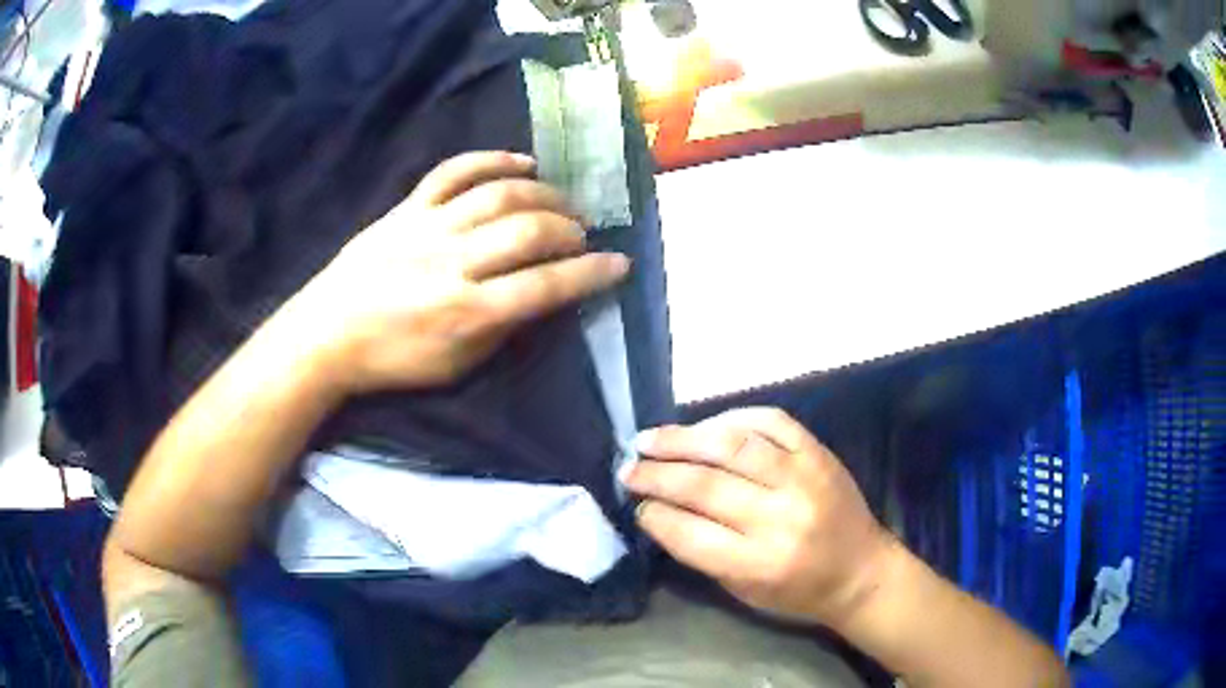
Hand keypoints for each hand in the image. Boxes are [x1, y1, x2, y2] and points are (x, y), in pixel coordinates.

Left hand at [292, 151, 629, 392]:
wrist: (328, 334)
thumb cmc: (394, 359)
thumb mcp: (456, 365)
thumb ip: (503, 328)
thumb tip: (544, 295)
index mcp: (466, 312)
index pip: (545, 286)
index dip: (590, 274)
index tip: (619, 264)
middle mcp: (453, 263)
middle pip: (527, 232)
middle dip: (569, 230)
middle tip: (582, 235)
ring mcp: (428, 228)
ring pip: (498, 195)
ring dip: (543, 194)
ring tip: (562, 201)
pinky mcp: (408, 208)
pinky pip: (453, 172)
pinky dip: (492, 160)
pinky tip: (522, 163)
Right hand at [622, 407, 893, 628]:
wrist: (861, 571)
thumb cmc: (799, 591)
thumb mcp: (744, 590)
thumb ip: (703, 553)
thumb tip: (661, 510)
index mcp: (761, 564)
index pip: (691, 534)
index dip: (655, 516)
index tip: (636, 505)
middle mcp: (782, 518)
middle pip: (705, 486)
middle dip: (657, 474)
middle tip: (629, 467)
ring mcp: (804, 478)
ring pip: (733, 446)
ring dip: (683, 439)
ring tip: (650, 438)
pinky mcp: (819, 453)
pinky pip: (771, 421)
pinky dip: (733, 418)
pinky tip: (706, 426)